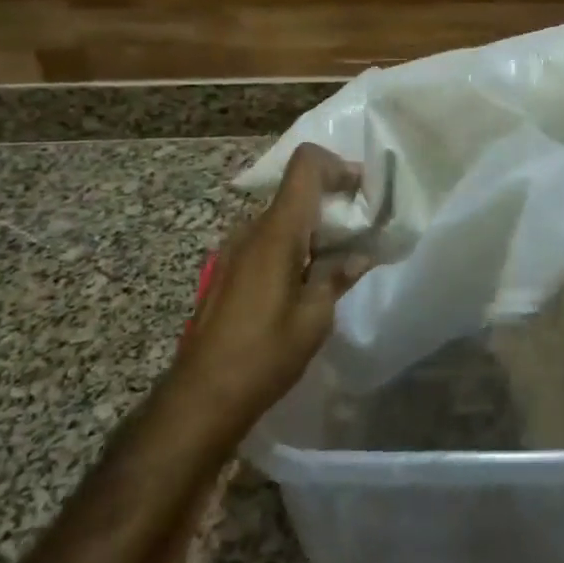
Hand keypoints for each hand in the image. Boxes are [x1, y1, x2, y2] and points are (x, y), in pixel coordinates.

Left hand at [177, 143, 371, 426]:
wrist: (200, 398)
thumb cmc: (264, 355)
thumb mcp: (314, 318)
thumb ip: (338, 276)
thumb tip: (360, 255)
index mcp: (276, 231)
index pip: (305, 165)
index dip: (337, 164)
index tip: (363, 189)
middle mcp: (252, 229)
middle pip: (296, 191)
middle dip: (332, 202)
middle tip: (361, 230)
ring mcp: (234, 250)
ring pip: (281, 218)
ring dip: (312, 228)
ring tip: (338, 260)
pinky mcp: (227, 271)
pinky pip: (266, 241)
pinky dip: (292, 246)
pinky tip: (306, 282)